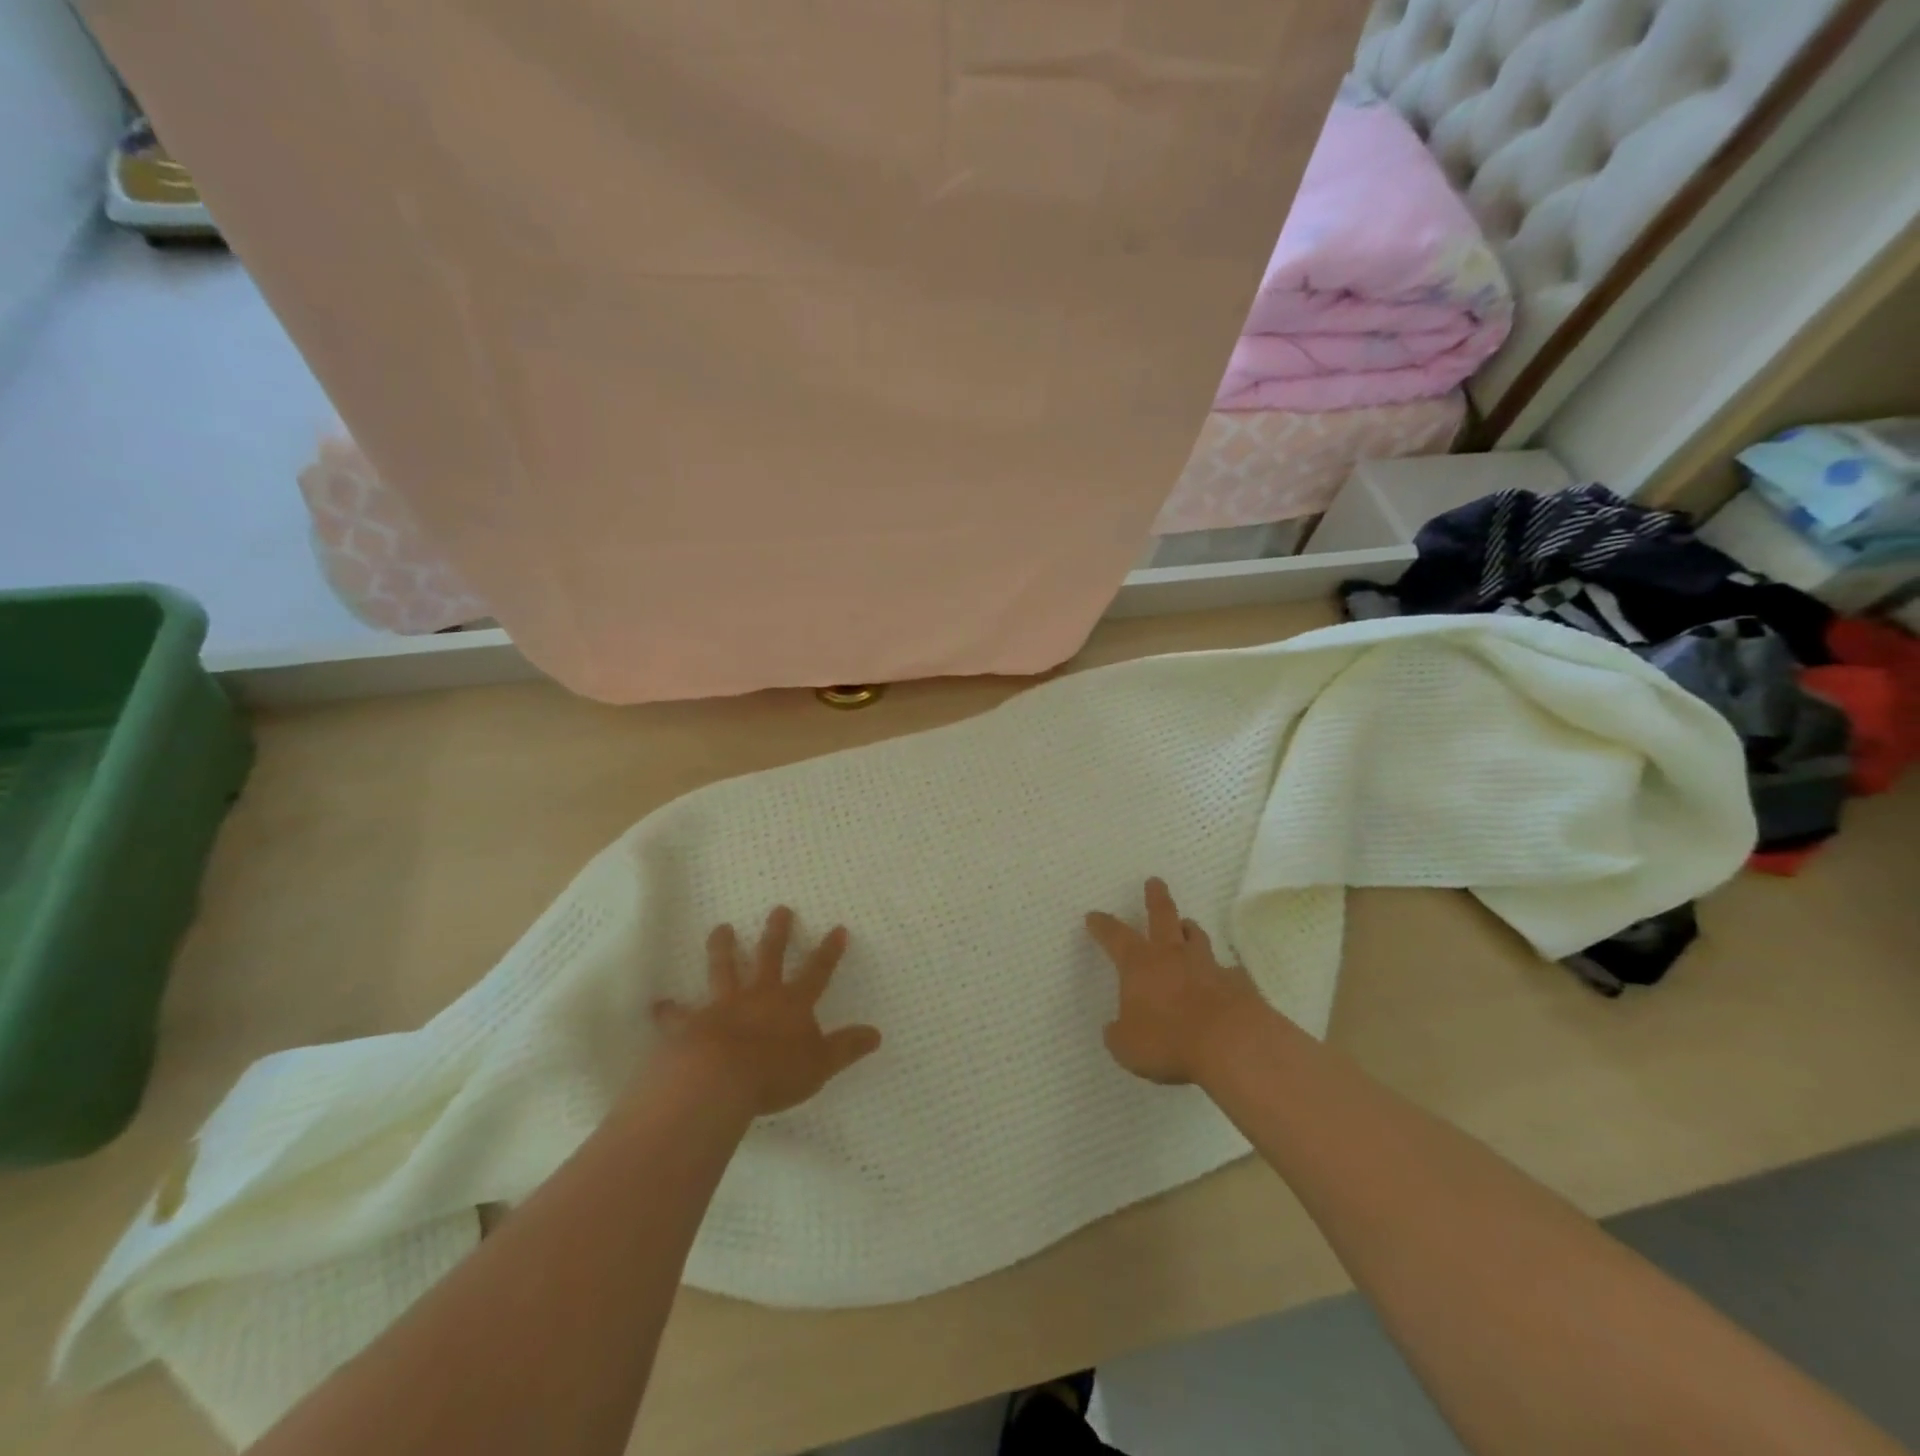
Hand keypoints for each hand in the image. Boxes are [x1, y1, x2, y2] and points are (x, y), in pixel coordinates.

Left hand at [651, 907, 881, 1117]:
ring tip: (720, 928)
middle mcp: (759, 995)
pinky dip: (669, 1011)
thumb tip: (877, 1034)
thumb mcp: (821, 1064)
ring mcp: (723, 1006)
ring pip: (723, 969)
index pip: (817, 972)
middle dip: (777, 932)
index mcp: (792, 1004)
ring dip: (723, 948)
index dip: (829, 951)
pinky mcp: (691, 1024)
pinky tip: (658, 1005)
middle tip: (779, 909)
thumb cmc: (775, 1073)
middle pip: (769, 956)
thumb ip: (846, 1048)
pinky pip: (678, 1015)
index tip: (837, 928)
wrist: (718, 1079)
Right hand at [1085, 878, 1262, 1085]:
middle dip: (1156, 898)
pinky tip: (1225, 979)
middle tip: (1154, 882)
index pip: (1115, 936)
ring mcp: (1208, 966)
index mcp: (1139, 965)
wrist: (1231, 1044)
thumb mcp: (1127, 1047)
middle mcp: (1172, 956)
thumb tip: (1115, 1028)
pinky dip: (1223, 972)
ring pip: (1196, 938)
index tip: (1093, 915)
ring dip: (1189, 930)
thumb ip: (1119, 1034)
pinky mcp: (1237, 984)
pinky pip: (1228, 972)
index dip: (1102, 926)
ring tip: (1187, 925)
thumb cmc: (1168, 1040)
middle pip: (1162, 917)